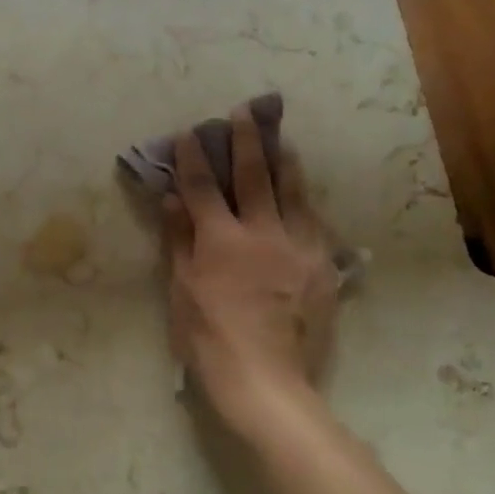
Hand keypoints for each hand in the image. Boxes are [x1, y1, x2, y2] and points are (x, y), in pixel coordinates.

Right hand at [163, 106, 342, 436]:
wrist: (267, 381)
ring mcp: (299, 248)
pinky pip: (315, 222)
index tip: (188, 133)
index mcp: (222, 241)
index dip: (193, 157)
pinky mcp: (322, 267)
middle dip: (246, 141)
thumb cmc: (209, 338)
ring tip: (281, 139)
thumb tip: (172, 198)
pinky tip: (301, 192)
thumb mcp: (182, 289)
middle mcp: (264, 234)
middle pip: (254, 177)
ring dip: (284, 162)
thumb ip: (179, 239)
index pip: (204, 187)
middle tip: (244, 112)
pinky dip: (303, 200)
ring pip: (293, 193)